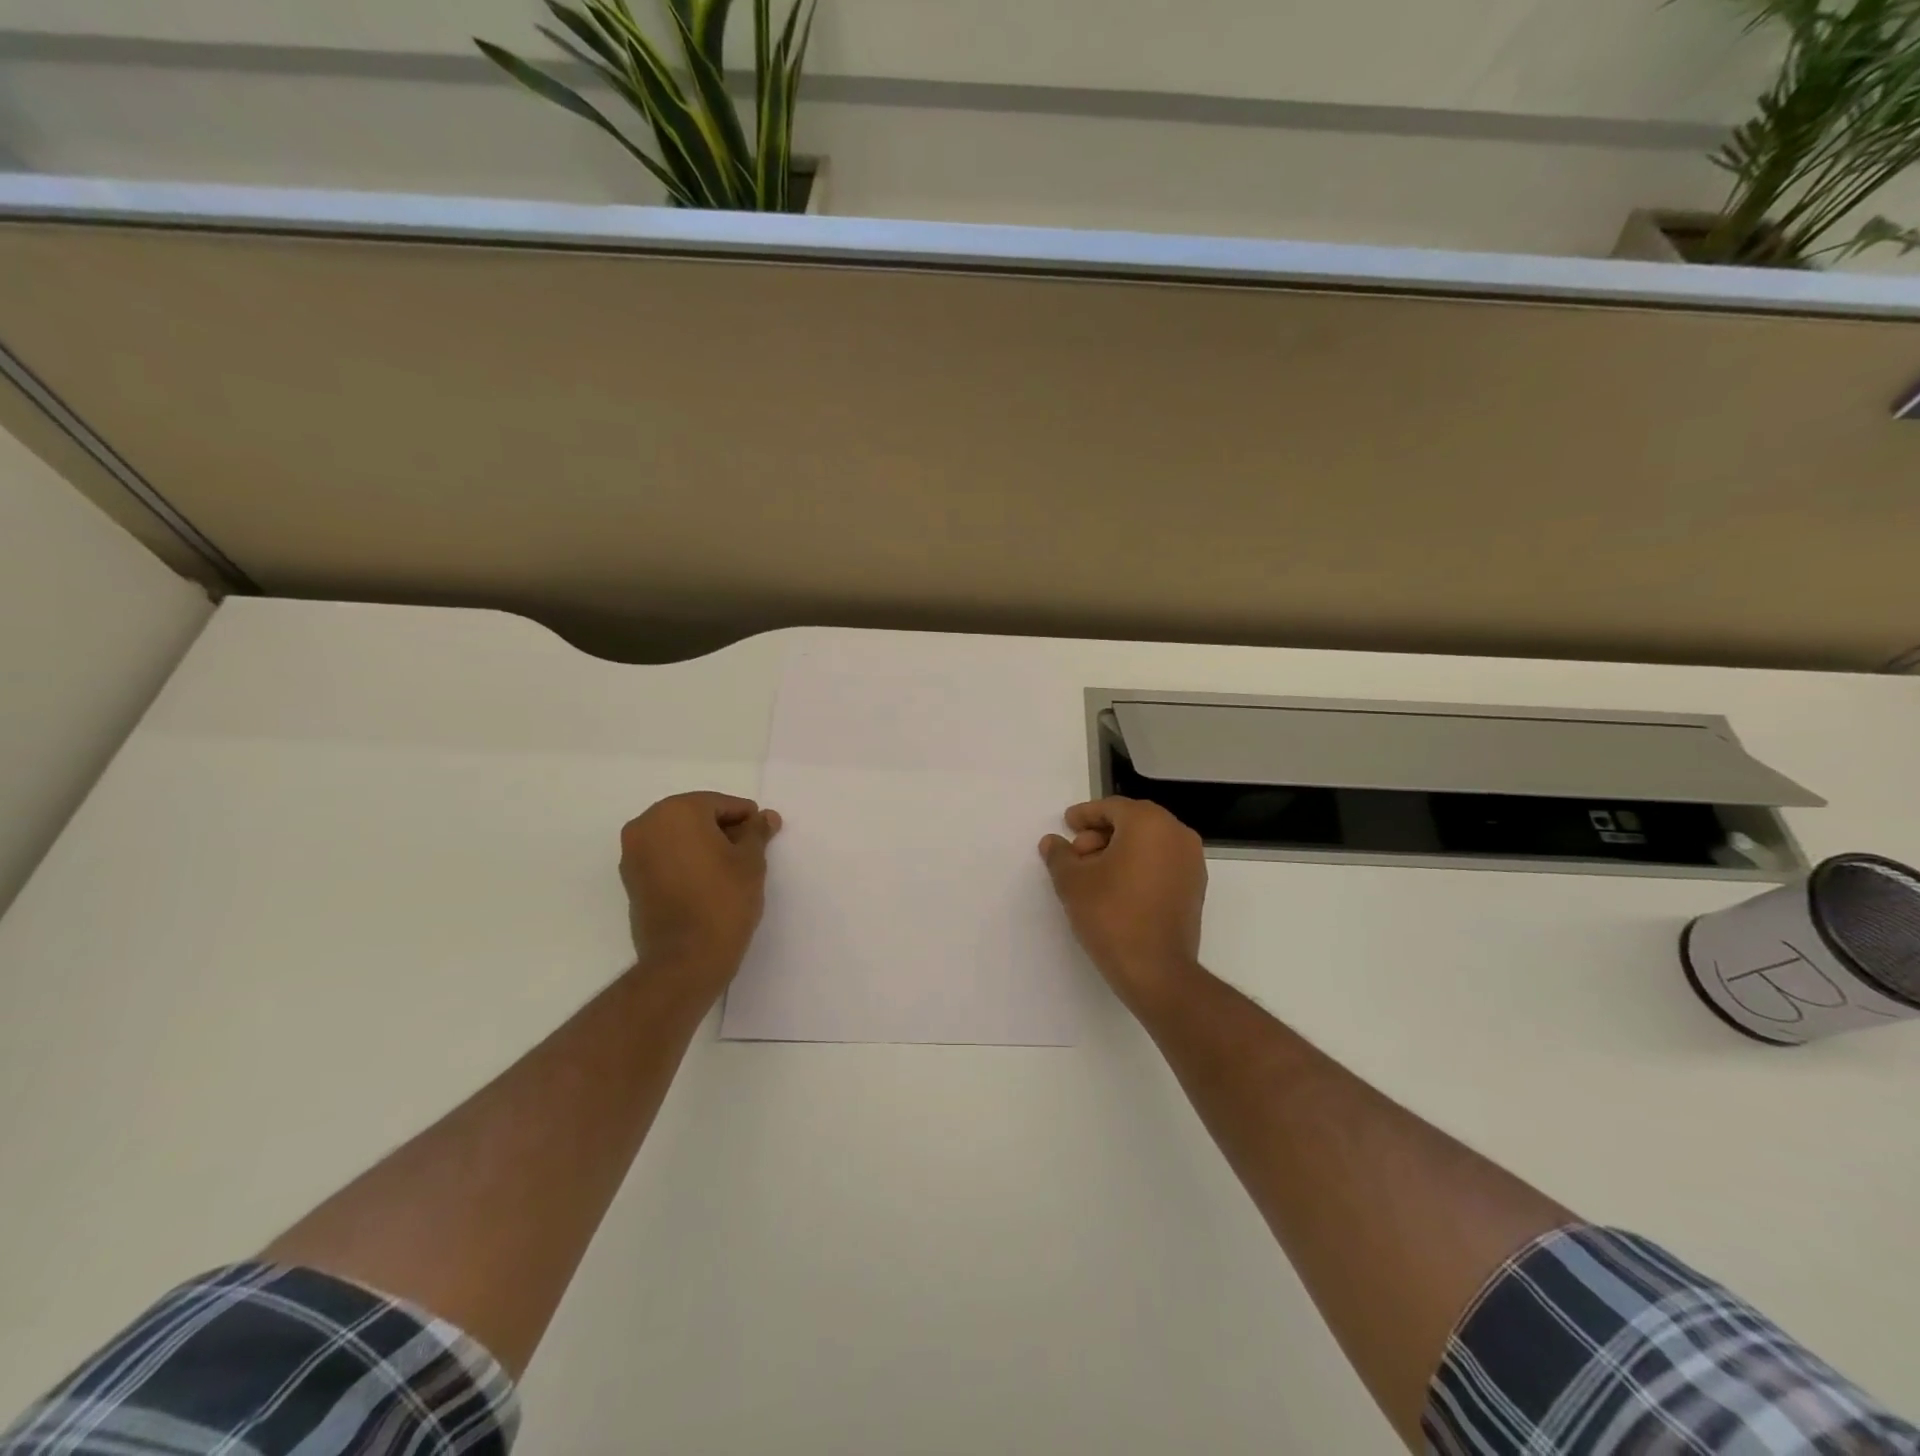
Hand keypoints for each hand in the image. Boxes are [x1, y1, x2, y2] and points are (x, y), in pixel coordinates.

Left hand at [620, 792, 781, 986]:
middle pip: (694, 816)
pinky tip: (708, 880)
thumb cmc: (723, 900)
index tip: (764, 834)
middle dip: (722, 829)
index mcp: (676, 811)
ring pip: (677, 837)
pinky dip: (685, 861)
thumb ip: (756, 832)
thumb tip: (766, 817)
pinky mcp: (631, 880)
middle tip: (750, 850)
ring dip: (703, 845)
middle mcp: (646, 825)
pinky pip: (664, 857)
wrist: (685, 959)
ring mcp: (633, 853)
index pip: (719, 804)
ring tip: (730, 868)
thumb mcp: (750, 861)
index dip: (746, 817)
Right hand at [1040, 797, 1207, 1014]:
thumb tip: (1052, 843)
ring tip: (1093, 875)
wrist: (1156, 970)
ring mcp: (1192, 862)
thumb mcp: (1073, 882)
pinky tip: (1116, 888)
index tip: (1067, 824)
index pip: (1112, 808)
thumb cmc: (1111, 915)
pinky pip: (1162, 863)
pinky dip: (1139, 866)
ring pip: (1149, 842)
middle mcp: (1177, 834)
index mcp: (1149, 823)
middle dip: (1101, 834)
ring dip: (1119, 850)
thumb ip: (1060, 855)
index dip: (1085, 815)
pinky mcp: (1195, 888)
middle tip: (1076, 855)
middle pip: (1132, 822)